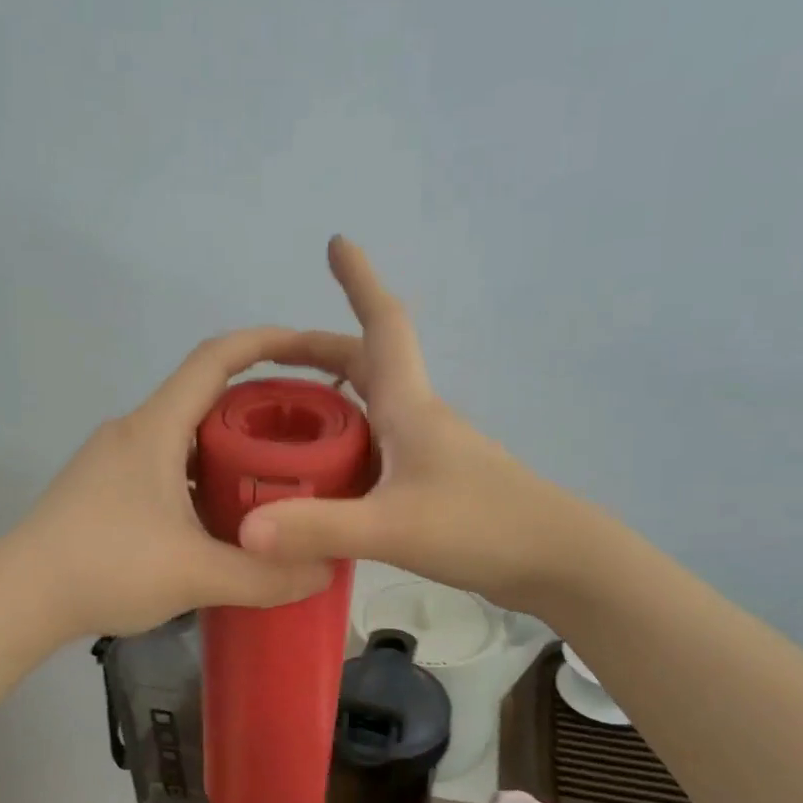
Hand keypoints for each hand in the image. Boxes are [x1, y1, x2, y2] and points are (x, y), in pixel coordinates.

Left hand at [19, 327, 352, 637]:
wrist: (17, 599)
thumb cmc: (106, 568)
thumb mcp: (196, 575)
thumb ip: (265, 577)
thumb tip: (323, 573)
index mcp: (156, 429)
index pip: (215, 358)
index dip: (266, 342)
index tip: (310, 350)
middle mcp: (133, 431)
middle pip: (204, 397)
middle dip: (257, 408)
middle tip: (304, 437)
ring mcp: (112, 460)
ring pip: (183, 436)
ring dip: (226, 448)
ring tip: (271, 480)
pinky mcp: (102, 489)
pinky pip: (164, 465)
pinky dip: (200, 477)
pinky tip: (218, 519)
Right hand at [239, 237, 575, 609]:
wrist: (557, 561)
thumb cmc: (481, 526)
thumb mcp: (392, 527)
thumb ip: (320, 527)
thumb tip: (245, 530)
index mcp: (408, 407)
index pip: (382, 325)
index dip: (360, 281)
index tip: (337, 242)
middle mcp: (417, 419)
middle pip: (366, 365)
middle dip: (320, 351)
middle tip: (270, 359)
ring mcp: (429, 452)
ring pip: (371, 409)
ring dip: (332, 398)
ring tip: (284, 416)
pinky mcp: (433, 485)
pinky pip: (376, 450)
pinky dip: (345, 445)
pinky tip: (322, 476)